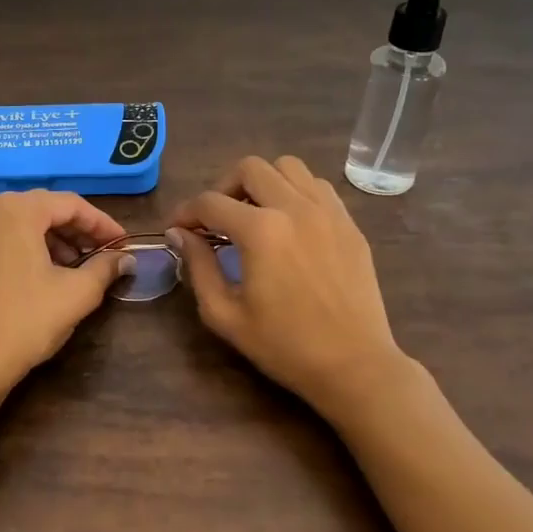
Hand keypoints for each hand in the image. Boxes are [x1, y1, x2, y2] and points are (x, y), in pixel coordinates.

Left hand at [0, 190, 133, 397]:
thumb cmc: (26, 320)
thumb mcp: (76, 293)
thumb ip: (105, 268)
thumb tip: (126, 258)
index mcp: (18, 210)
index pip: (72, 204)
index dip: (103, 224)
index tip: (125, 244)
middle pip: (47, 209)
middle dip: (80, 230)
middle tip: (107, 253)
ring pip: (27, 223)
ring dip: (58, 239)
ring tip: (82, 265)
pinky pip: (9, 237)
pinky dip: (34, 247)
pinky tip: (52, 272)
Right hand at [170, 155, 411, 417]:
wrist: (354, 365)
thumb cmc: (284, 346)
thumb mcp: (225, 314)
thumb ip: (198, 266)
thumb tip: (180, 234)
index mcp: (261, 231)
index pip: (210, 202)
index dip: (186, 212)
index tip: (178, 229)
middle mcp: (295, 207)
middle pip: (249, 168)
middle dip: (223, 187)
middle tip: (216, 219)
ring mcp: (328, 211)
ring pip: (288, 166)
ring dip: (263, 182)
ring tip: (254, 214)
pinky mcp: (349, 223)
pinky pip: (317, 186)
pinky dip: (296, 191)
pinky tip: (289, 222)